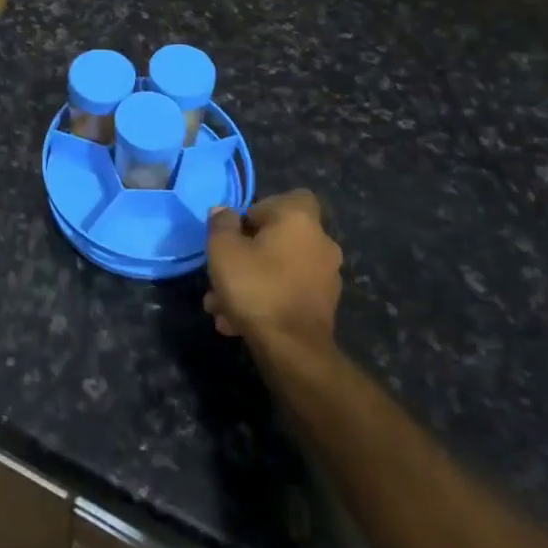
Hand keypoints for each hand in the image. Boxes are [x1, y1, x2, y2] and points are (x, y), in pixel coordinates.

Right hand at [205, 190, 341, 352]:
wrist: (293, 350)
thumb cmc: (256, 286)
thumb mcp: (223, 249)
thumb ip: (221, 224)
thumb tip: (224, 212)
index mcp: (300, 220)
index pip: (291, 197)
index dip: (262, 209)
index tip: (240, 230)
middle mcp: (321, 242)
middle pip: (278, 238)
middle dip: (247, 255)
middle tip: (221, 273)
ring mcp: (326, 277)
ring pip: (279, 269)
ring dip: (251, 282)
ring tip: (221, 307)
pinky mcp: (324, 307)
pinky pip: (288, 293)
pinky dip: (267, 301)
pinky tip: (238, 323)